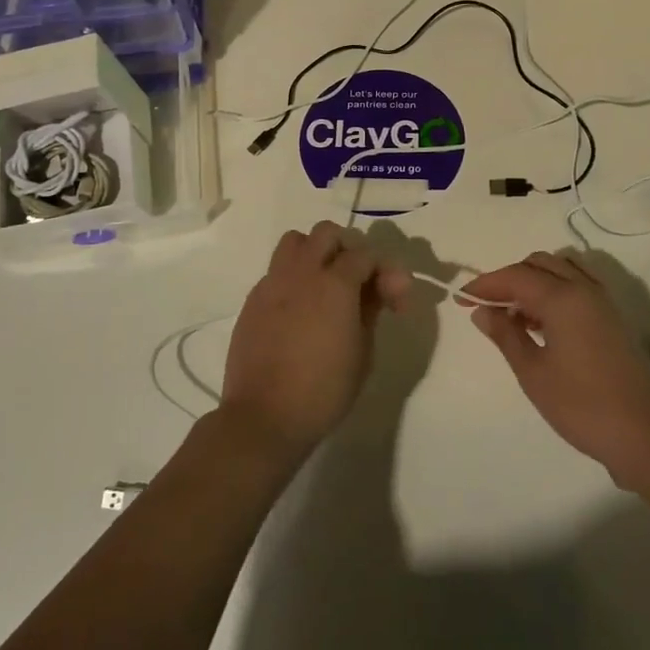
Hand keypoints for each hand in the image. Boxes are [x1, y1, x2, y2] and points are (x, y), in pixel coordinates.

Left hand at [221, 221, 410, 457]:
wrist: (264, 416)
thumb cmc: (324, 390)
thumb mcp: (363, 352)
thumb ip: (372, 309)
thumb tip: (380, 287)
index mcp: (335, 283)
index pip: (366, 255)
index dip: (387, 273)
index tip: (396, 302)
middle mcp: (302, 272)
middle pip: (327, 233)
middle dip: (348, 249)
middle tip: (358, 281)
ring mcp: (272, 283)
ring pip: (295, 242)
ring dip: (315, 253)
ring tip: (325, 285)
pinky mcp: (253, 299)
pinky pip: (276, 270)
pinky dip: (293, 277)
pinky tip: (300, 309)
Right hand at [465, 251, 649, 487]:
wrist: (647, 435)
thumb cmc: (583, 406)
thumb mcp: (533, 373)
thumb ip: (506, 335)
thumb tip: (482, 311)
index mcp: (563, 297)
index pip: (516, 275)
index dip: (486, 284)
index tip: (462, 299)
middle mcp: (584, 289)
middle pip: (540, 264)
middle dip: (509, 278)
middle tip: (487, 306)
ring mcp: (603, 302)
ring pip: (561, 271)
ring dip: (533, 283)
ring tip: (513, 316)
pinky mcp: (613, 319)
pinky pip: (577, 287)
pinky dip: (554, 292)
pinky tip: (541, 324)